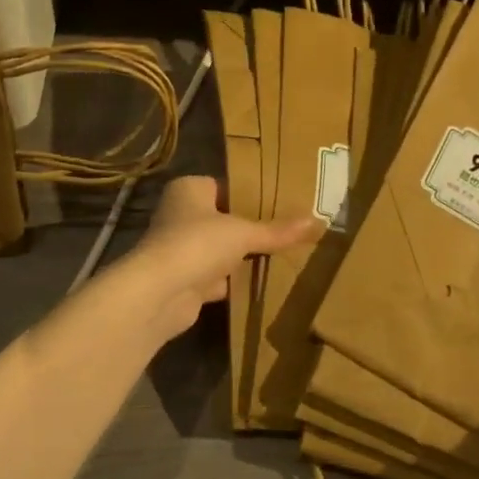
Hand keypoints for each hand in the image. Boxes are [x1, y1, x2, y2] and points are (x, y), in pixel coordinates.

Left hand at [122, 176, 319, 338]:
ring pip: (218, 250)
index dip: (248, 193)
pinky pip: (215, 277)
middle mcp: (179, 215)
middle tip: (286, 229)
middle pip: (221, 219)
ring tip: (280, 254)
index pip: (223, 185)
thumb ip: (277, 230)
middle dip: (248, 227)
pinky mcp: (184, 281)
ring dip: (240, 257)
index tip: (279, 200)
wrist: (161, 292)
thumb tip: (317, 222)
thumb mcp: (244, 232)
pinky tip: (260, 282)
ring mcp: (180, 250)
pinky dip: (233, 282)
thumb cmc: (198, 243)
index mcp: (189, 190)